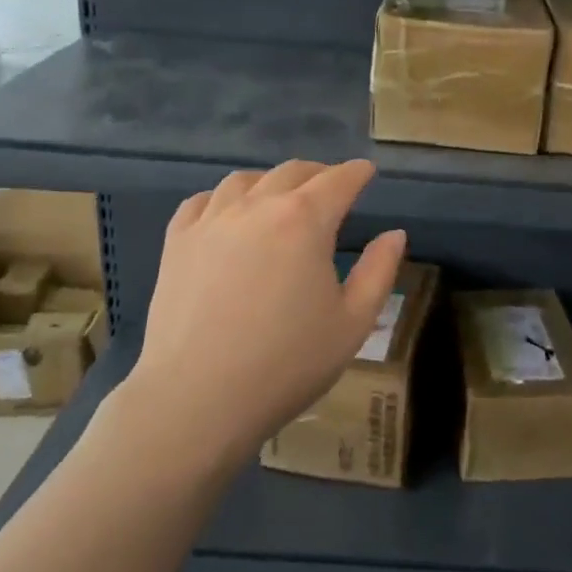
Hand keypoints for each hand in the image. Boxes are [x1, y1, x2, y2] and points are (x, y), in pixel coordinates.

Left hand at [118, 159, 404, 470]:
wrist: (197, 399)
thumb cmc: (286, 364)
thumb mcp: (353, 323)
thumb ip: (379, 271)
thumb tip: (394, 234)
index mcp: (305, 221)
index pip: (338, 181)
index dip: (356, 173)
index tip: (366, 172)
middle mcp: (257, 207)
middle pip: (291, 172)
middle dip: (318, 174)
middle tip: (331, 187)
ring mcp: (210, 222)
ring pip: (243, 181)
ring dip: (270, 182)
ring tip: (279, 198)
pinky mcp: (177, 243)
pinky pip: (200, 202)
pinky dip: (222, 199)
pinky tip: (227, 215)